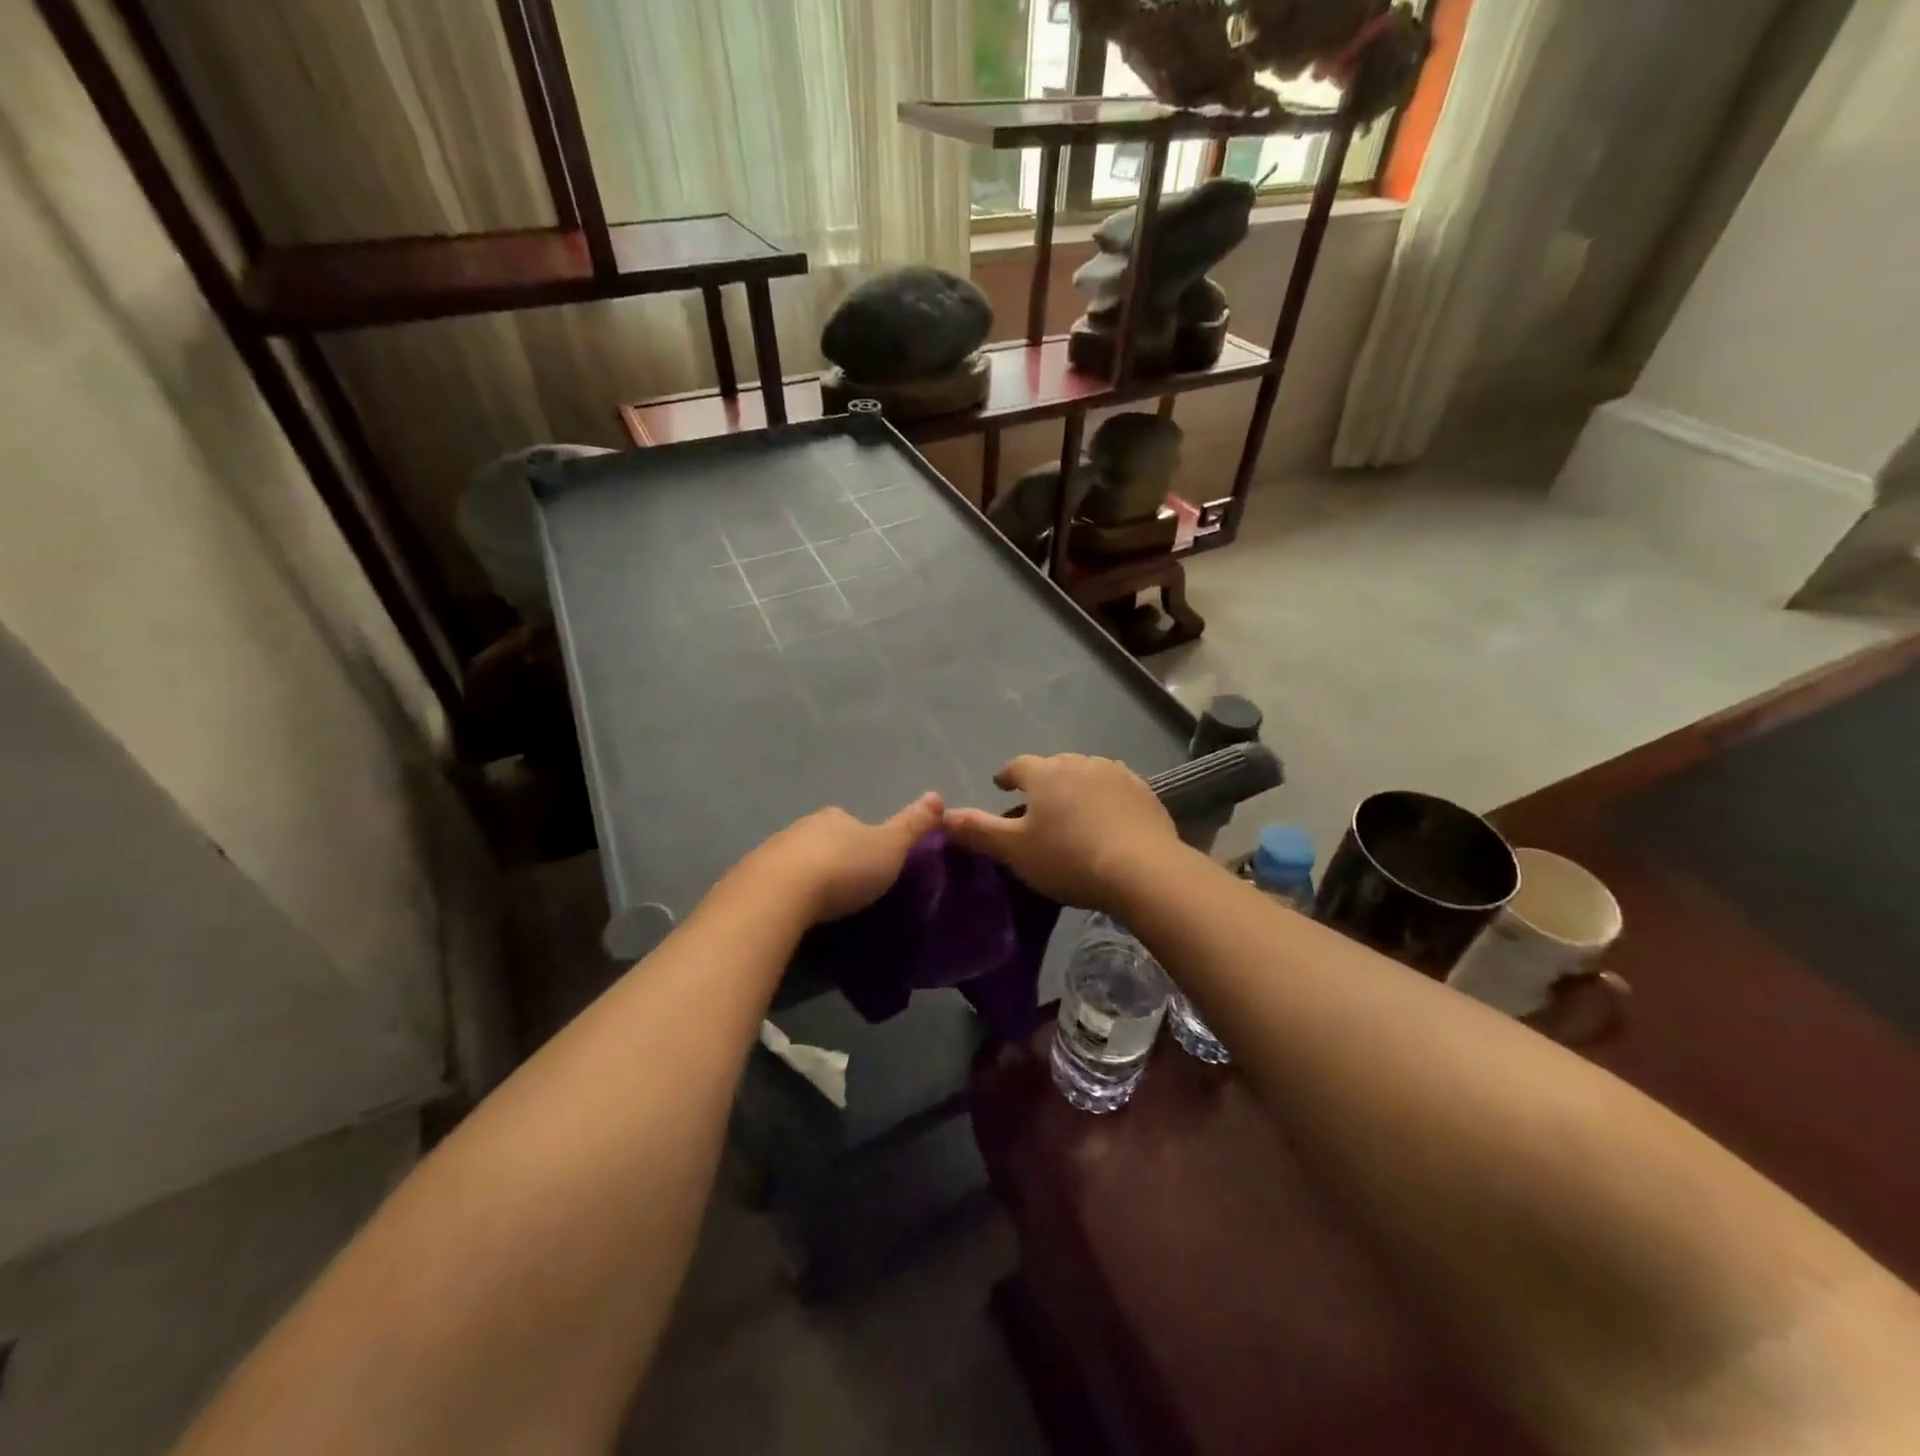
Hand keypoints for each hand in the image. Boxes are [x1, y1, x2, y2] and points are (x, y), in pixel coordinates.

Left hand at [744, 792, 944, 922]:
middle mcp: (800, 827)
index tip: (869, 865)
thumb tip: (937, 795)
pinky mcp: (748, 879)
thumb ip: (913, 825)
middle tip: (844, 889)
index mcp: (834, 818)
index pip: (850, 823)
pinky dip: (781, 894)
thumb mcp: (891, 848)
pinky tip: (788, 913)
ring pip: (793, 861)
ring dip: (804, 876)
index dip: (861, 841)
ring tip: (817, 906)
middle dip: (831, 858)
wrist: (780, 894)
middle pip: (820, 840)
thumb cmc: (844, 869)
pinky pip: (771, 884)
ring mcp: (770, 851)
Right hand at [943, 755, 1181, 911]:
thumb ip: (978, 830)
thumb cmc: (1068, 858)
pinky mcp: (1144, 791)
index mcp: (1045, 773)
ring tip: (1073, 810)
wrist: (1143, 869)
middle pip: (1053, 766)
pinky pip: (1116, 787)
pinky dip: (1106, 797)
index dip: (1007, 776)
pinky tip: (1108, 817)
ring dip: (1076, 786)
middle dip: (1043, 781)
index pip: (1017, 766)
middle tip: (1037, 805)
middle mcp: (1079, 763)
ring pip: (1086, 773)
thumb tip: (943, 815)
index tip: (1002, 786)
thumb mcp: (1014, 850)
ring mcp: (1115, 774)